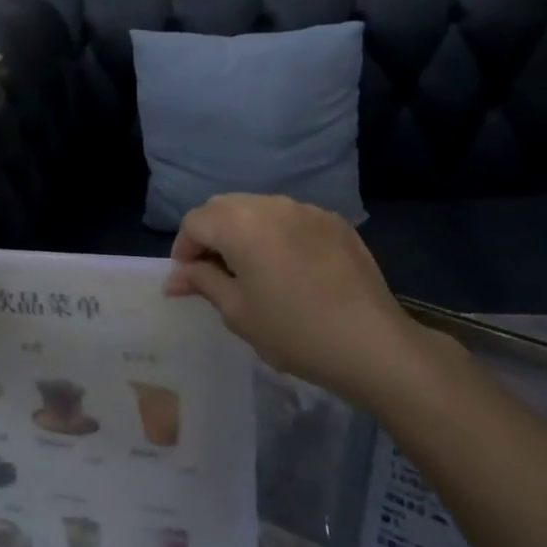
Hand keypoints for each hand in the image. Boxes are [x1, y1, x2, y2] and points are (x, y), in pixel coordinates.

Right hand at [166, 194, 419, 406]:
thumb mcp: (238, 312)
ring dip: (244, 231)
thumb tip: (175, 277)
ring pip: (259, 208)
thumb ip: (203, 282)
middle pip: (225, 207)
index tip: (188, 281)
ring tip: (251, 270)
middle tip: (214, 274)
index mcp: (241, 223)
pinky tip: (289, 268)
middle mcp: (271, 204)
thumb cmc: (294, 331)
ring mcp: (307, 209)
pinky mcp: (334, 222)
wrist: (371, 343)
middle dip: (211, 235)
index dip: (184, 249)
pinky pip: (292, 218)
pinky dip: (277, 234)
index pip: (195, 221)